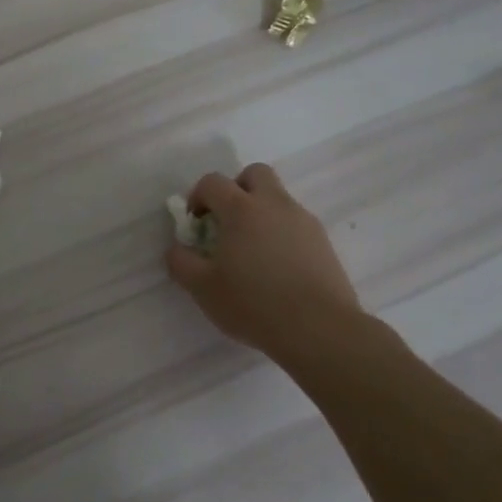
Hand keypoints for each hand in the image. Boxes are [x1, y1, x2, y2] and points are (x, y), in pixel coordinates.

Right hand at [165, 163, 364, 362]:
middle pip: (254, 173)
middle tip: (227, 222)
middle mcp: (274, 204)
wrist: (319, 328)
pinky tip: (277, 268)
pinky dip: (281, 233)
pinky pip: (296, 223)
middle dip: (236, 189)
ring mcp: (303, 221)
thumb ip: (181, 262)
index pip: (213, 182)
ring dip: (260, 212)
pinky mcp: (323, 241)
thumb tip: (177, 249)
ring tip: (252, 252)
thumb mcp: (202, 288)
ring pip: (278, 199)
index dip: (197, 197)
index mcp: (241, 209)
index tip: (195, 224)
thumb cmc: (253, 303)